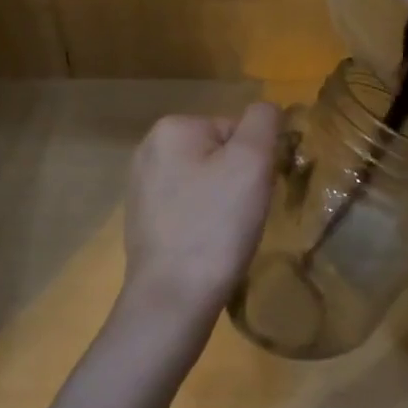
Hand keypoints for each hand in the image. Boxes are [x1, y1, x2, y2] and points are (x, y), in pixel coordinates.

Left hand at [118, 103, 282, 335]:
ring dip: (222, 201)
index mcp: (172, 127)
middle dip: (238, 179)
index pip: (236, 129)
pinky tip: (206, 245)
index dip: (255, 160)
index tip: (254, 192)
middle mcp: (149, 148)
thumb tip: (267, 109)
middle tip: (243, 215)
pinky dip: (203, 221)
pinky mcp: (142, 220)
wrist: (173, 298)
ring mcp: (141, 186)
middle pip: (219, 153)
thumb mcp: (252, 161)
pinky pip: (188, 207)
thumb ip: (263, 121)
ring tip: (226, 233)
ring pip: (205, 181)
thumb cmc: (216, 224)